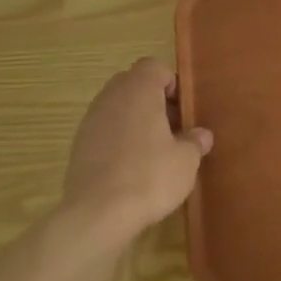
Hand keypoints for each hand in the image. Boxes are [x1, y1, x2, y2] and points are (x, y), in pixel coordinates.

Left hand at [62, 58, 212, 238]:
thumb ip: (195, 142)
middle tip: (173, 129)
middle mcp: (110, 97)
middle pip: (133, 84)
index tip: (183, 110)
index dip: (171, 83)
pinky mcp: (78, 146)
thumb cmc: (149, 176)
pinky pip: (104, 130)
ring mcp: (90, 121)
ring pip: (117, 108)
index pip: (154, 66)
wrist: (98, 214)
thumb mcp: (186, 160)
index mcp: (138, 90)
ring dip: (136, 121)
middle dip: (154, 101)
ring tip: (154, 151)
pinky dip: (119, 140)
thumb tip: (201, 135)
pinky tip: (132, 168)